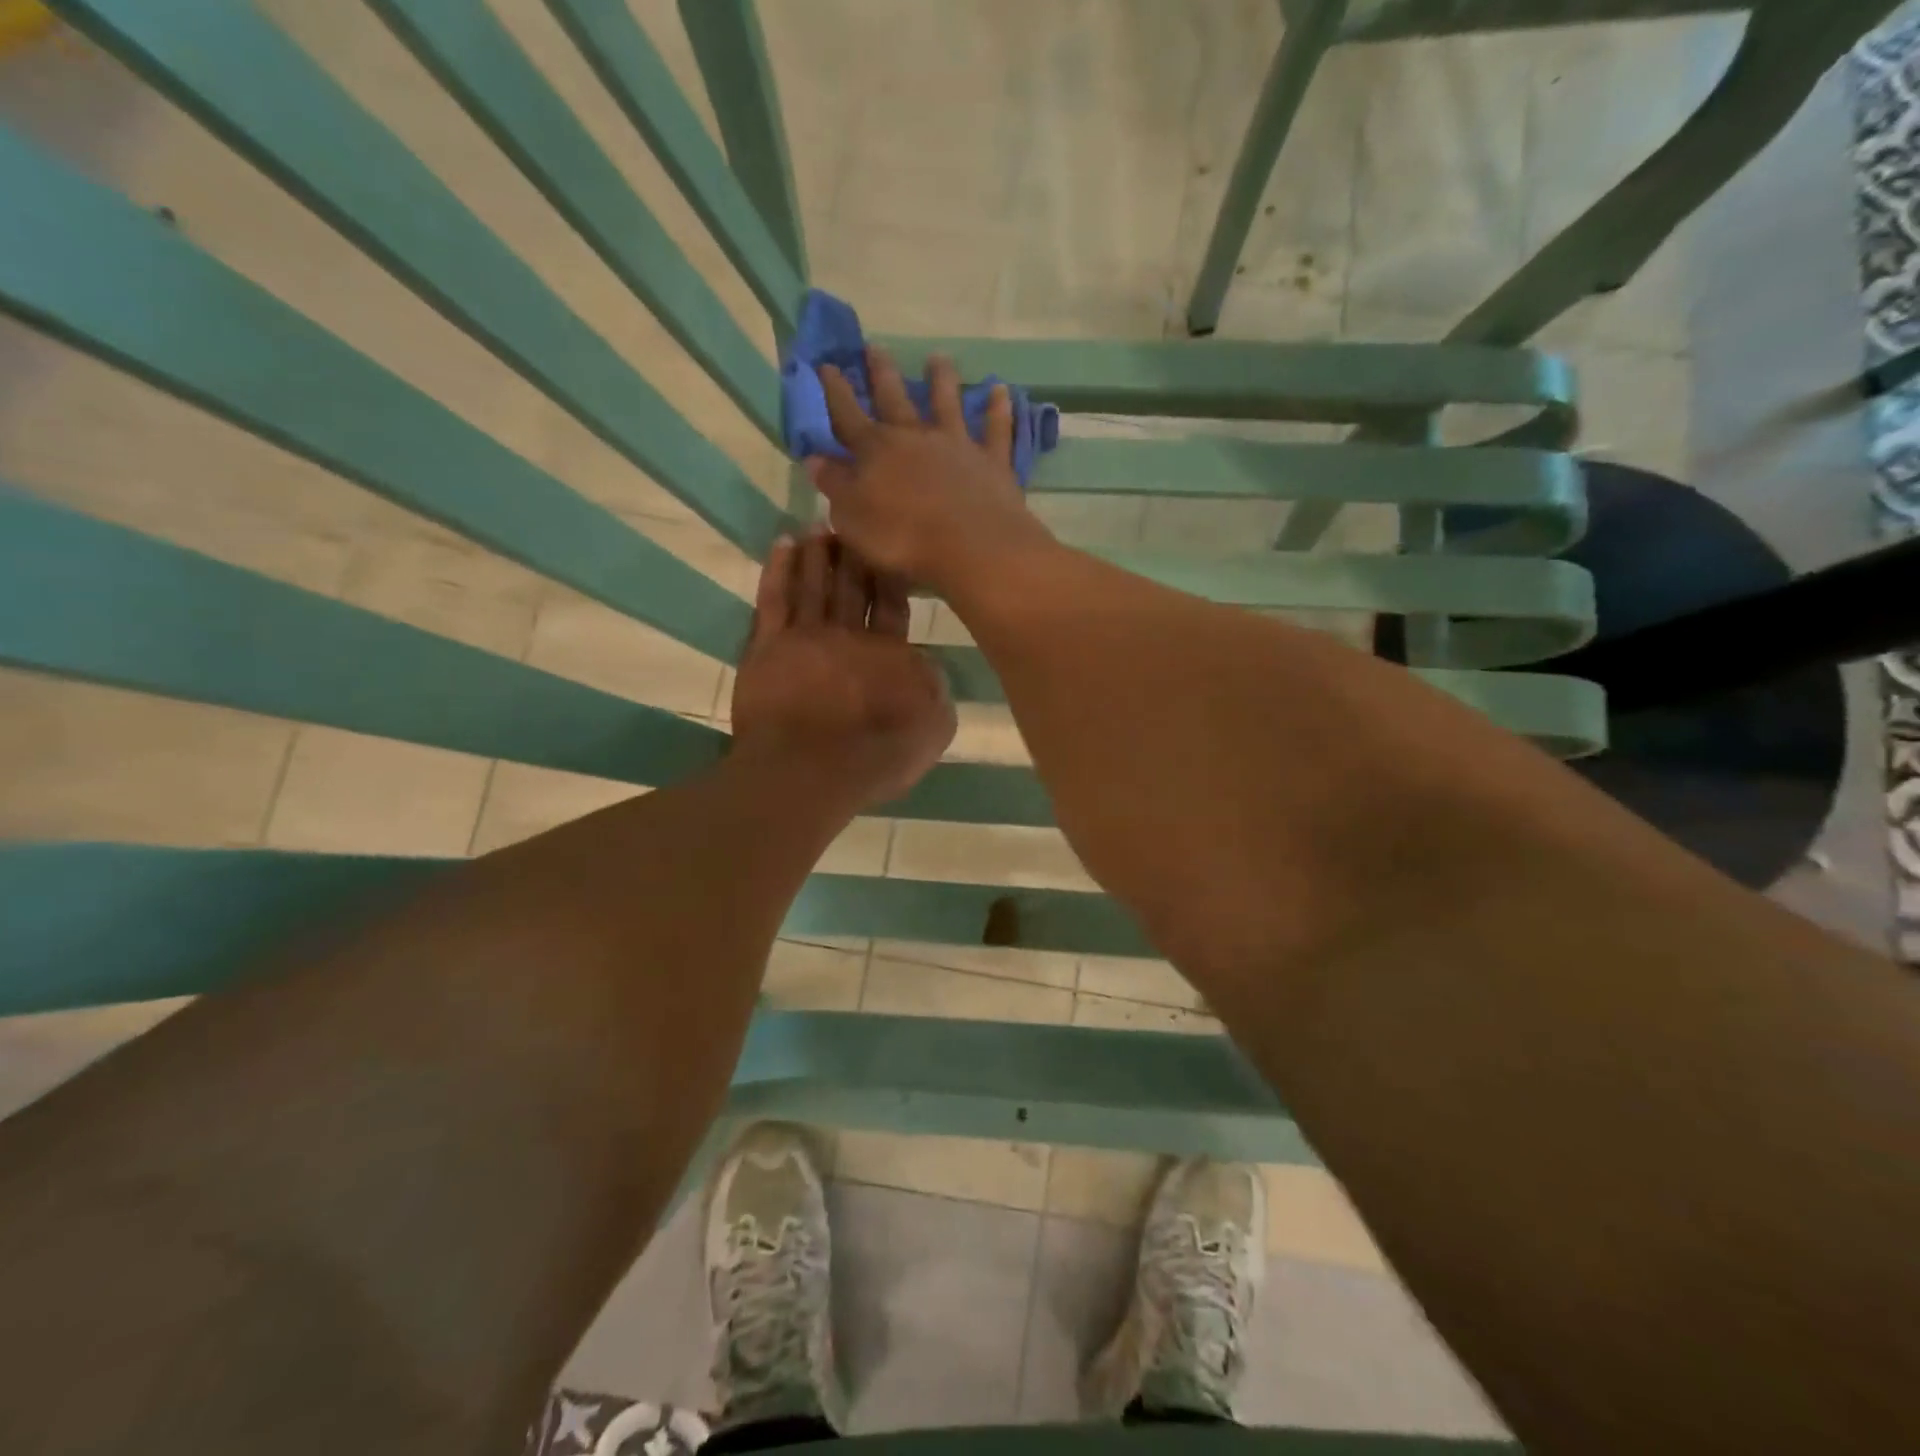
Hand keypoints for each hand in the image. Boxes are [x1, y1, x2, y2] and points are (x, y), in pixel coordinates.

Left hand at [731, 528, 956, 809]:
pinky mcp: (767, 646)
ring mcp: (805, 636)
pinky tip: (783, 544)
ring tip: (820, 526)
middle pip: (851, 587)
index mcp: (889, 652)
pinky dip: (779, 568)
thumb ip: (935, 689)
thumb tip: (926, 665)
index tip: (890, 553)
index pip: (891, 606)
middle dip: (854, 556)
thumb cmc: (877, 755)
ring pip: (813, 583)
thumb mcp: (934, 727)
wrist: (814, 769)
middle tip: (853, 525)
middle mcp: (848, 635)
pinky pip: (773, 597)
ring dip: (819, 553)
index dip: (891, 579)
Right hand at [807, 347, 1055, 593]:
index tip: (825, 365)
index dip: (835, 392)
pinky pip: (996, 429)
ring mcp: (956, 445)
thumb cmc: (903, 538)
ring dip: (941, 379)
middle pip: (894, 398)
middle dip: (881, 373)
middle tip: (875, 346)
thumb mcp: (852, 518)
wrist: (971, 545)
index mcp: (875, 451)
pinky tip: (1001, 390)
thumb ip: (835, 487)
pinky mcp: (991, 461)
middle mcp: (915, 437)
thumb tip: (815, 460)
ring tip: (937, 358)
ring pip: (947, 403)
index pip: (847, 415)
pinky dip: (998, 409)